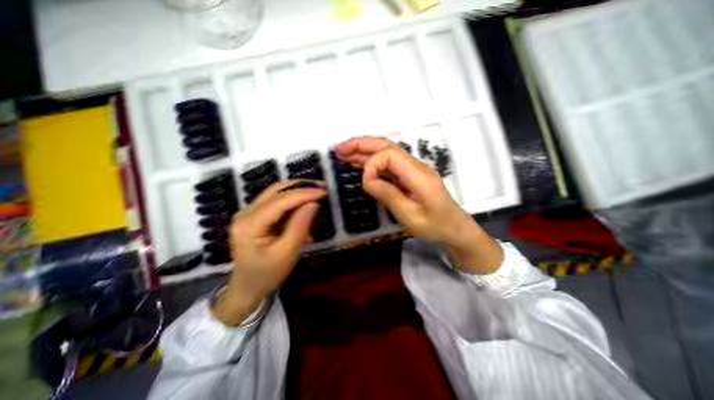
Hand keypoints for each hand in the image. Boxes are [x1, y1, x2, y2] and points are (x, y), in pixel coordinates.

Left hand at [209, 180, 324, 323]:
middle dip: (301, 187)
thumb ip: (300, 226)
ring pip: (276, 192)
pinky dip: (292, 200)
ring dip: (297, 190)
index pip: (280, 201)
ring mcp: (248, 212)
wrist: (246, 287)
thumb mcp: (287, 253)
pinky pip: (276, 200)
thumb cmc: (267, 274)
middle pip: (276, 191)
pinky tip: (305, 203)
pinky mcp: (254, 214)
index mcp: (249, 225)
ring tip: (316, 192)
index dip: (304, 194)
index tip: (324, 191)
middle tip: (322, 187)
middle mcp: (245, 213)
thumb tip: (314, 203)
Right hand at [336, 137, 500, 274]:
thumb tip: (367, 179)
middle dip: (361, 145)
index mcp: (418, 174)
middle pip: (386, 147)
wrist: (455, 230)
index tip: (365, 183)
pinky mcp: (409, 176)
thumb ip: (388, 194)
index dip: (372, 164)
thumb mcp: (409, 216)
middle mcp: (416, 166)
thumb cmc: (435, 226)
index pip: (389, 155)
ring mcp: (413, 170)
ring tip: (344, 154)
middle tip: (339, 149)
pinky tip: (359, 164)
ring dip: (364, 151)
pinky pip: (388, 165)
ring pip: (386, 153)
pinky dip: (372, 162)